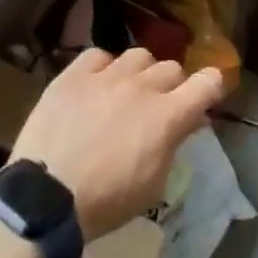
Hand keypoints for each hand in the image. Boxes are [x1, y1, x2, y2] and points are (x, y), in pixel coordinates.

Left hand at [12, 47, 226, 239]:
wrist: (45, 196)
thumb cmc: (106, 201)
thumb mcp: (153, 184)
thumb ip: (173, 145)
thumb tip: (186, 122)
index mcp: (168, 116)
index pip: (208, 82)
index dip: (212, 86)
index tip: (206, 96)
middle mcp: (142, 86)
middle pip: (172, 68)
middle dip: (172, 86)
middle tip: (158, 107)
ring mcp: (107, 76)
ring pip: (139, 55)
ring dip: (140, 73)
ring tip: (127, 92)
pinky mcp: (74, 74)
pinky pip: (99, 55)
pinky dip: (103, 67)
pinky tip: (96, 85)